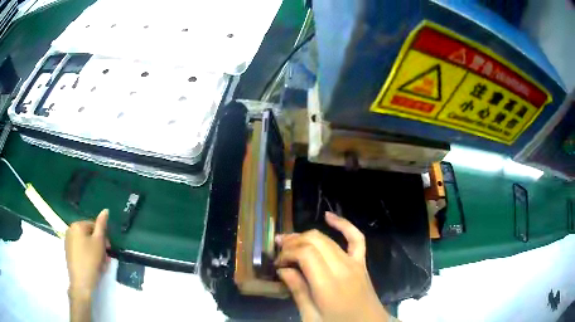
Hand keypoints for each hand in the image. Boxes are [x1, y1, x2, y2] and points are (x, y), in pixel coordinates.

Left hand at [65, 209, 110, 299]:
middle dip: (99, 246)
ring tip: (101, 265)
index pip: (94, 225)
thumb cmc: (91, 260)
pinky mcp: (69, 253)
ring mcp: (68, 242)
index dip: (103, 237)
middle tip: (105, 258)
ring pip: (85, 243)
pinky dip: (88, 255)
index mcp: (77, 225)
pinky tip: (93, 266)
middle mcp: (70, 230)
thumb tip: (105, 210)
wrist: (81, 282)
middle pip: (89, 234)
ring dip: (95, 252)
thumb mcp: (99, 242)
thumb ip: (102, 225)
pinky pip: (80, 250)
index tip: (109, 250)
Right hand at [275, 212, 388, 321]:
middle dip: (293, 242)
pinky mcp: (361, 262)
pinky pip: (356, 238)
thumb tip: (282, 270)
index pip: (305, 253)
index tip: (277, 264)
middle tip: (279, 251)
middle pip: (315, 241)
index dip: (287, 253)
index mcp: (328, 285)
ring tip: (289, 240)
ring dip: (307, 236)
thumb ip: (298, 291)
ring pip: (327, 239)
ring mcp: (354, 263)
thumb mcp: (311, 317)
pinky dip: (343, 224)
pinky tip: (329, 216)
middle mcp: (342, 268)